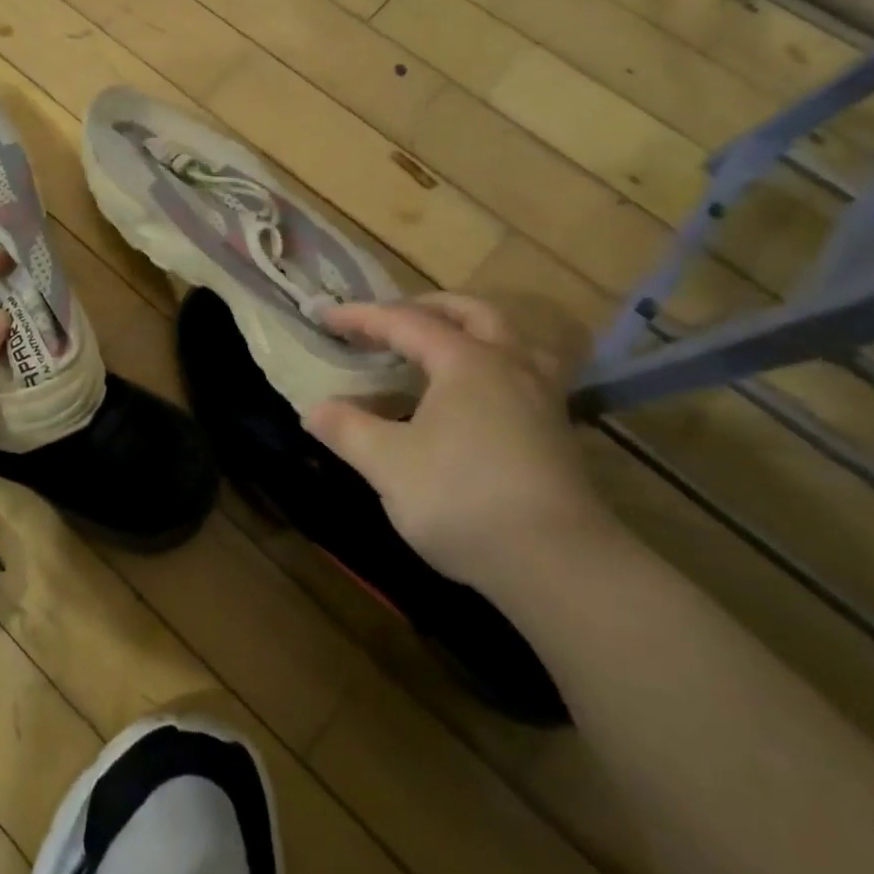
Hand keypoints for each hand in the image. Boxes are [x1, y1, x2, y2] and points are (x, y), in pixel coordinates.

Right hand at [305, 292, 609, 586]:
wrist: (559, 565)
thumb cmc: (462, 498)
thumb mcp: (387, 464)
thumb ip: (347, 430)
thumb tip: (314, 410)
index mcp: (465, 361)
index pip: (405, 322)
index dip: (361, 317)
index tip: (326, 318)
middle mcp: (509, 366)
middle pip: (472, 313)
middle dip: (427, 307)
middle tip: (392, 320)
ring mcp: (541, 399)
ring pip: (511, 340)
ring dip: (473, 332)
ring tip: (443, 349)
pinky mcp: (558, 433)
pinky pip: (524, 375)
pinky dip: (492, 368)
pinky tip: (476, 400)